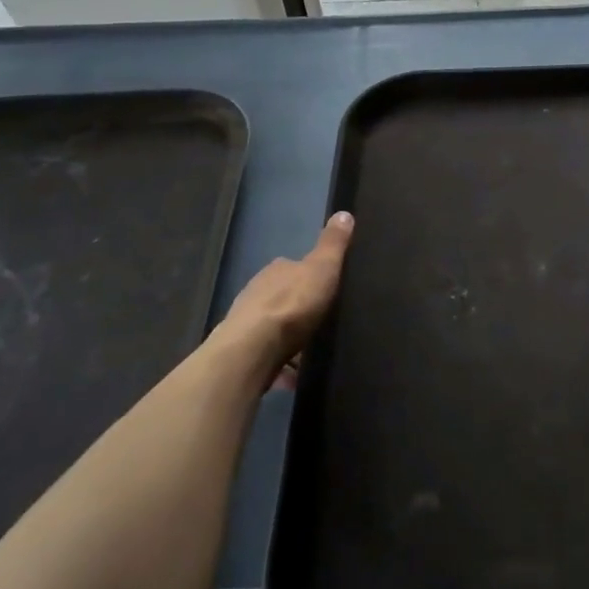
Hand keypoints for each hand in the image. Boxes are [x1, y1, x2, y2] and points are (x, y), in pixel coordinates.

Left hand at [218, 212, 353, 383]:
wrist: (252, 351)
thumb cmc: (291, 305)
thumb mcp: (322, 268)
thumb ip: (333, 244)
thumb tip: (344, 212)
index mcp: (277, 270)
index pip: (293, 267)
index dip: (309, 276)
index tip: (325, 288)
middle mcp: (257, 291)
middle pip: (282, 297)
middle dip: (297, 308)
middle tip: (321, 322)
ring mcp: (247, 322)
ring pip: (273, 327)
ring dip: (288, 338)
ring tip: (311, 352)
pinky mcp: (244, 352)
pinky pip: (268, 356)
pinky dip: (280, 364)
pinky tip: (294, 376)